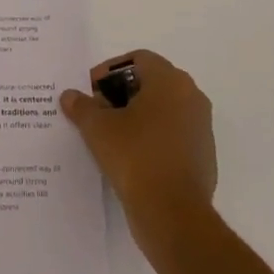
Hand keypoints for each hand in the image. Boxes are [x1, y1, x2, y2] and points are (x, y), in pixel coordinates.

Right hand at [60, 50, 216, 246]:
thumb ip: (82, 107)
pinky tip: (132, 158)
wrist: (173, 214)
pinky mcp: (204, 155)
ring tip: (111, 137)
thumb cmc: (135, 157)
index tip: (92, 92)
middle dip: (123, 93)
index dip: (111, 71)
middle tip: (98, 112)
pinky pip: (174, 135)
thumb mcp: (98, 129)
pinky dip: (154, 138)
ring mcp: (201, 127)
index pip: (138, 59)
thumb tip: (70, 96)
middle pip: (152, 82)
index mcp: (170, 81)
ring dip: (138, 116)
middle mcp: (191, 96)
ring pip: (164, 110)